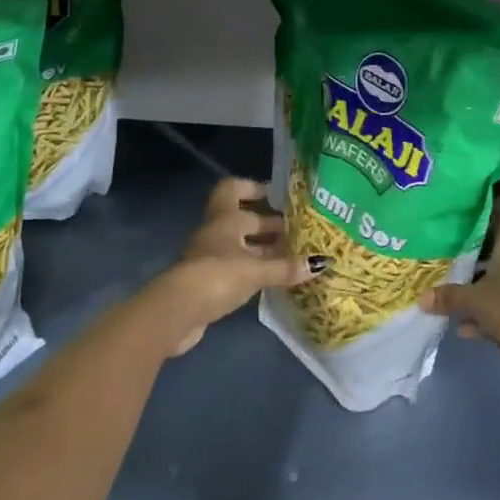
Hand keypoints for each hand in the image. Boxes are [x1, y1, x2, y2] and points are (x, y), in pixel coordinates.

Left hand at [154, 178, 320, 356]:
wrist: (177, 312)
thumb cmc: (217, 275)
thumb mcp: (256, 269)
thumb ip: (286, 267)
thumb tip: (322, 262)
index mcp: (225, 218)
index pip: (234, 189)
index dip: (253, 187)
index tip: (277, 195)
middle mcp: (216, 232)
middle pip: (244, 221)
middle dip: (269, 225)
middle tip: (298, 231)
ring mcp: (209, 258)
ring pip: (241, 246)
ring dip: (264, 250)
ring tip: (293, 257)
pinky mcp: (208, 283)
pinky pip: (237, 269)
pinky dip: (255, 271)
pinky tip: (273, 280)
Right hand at [420, 195, 499, 389]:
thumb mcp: (476, 301)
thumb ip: (448, 296)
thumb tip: (422, 298)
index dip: (490, 202)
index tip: (466, 210)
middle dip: (478, 246)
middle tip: (451, 249)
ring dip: (484, 280)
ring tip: (456, 286)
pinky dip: (493, 307)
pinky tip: (467, 325)